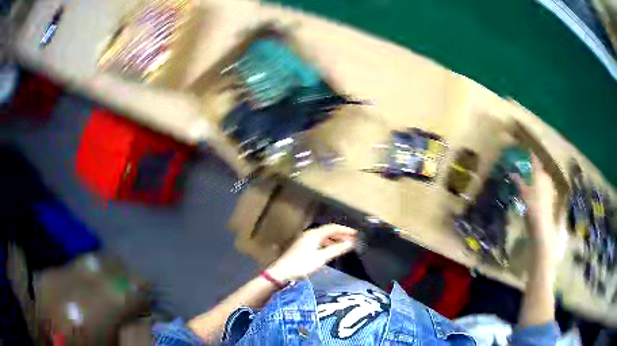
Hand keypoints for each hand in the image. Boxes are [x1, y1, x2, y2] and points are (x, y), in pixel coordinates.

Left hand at [266, 224, 357, 280]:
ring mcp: (305, 240)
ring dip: (334, 239)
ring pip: (323, 236)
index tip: (356, 234)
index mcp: (314, 234)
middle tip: (353, 240)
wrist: (282, 272)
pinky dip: (327, 243)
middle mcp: (309, 234)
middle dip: (341, 234)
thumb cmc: (302, 265)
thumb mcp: (321, 258)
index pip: (333, 227)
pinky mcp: (302, 246)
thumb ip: (336, 249)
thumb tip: (351, 243)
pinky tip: (331, 250)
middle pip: (328, 231)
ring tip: (345, 245)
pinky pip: (319, 241)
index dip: (345, 230)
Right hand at [512, 153, 556, 246]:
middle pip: (540, 170)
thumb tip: (511, 172)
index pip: (535, 160)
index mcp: (539, 173)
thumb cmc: (531, 206)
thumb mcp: (522, 193)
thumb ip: (517, 181)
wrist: (542, 224)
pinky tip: (537, 192)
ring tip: (531, 181)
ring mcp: (550, 188)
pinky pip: (545, 188)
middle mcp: (546, 177)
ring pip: (543, 179)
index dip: (530, 155)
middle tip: (527, 169)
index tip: (527, 151)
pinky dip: (540, 187)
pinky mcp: (552, 197)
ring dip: (537, 179)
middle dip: (534, 169)